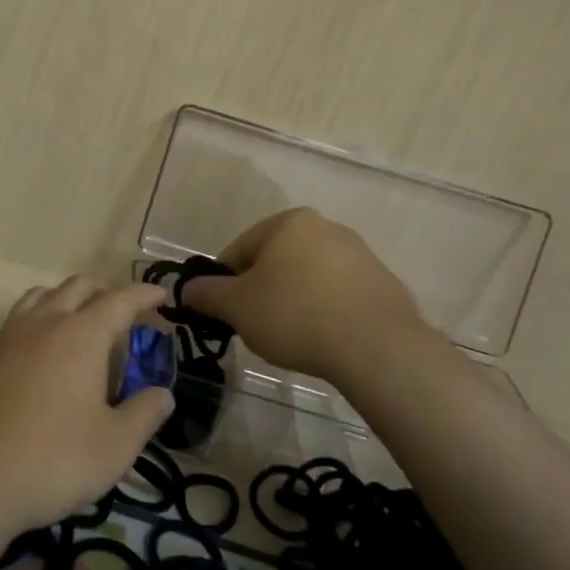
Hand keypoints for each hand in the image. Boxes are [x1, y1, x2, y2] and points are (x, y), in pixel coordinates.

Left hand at [0, 277, 174, 542]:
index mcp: (80, 335)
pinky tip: (34, 365)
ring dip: (64, 302)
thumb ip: (144, 415)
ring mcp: (4, 338)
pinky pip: (12, 327)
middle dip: (104, 293)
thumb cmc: (50, 461)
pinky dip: (34, 329)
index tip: (160, 296)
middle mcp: (42, 324)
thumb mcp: (114, 448)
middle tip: (121, 316)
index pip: (119, 300)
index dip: (143, 295)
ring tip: (77, 328)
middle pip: (76, 288)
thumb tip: (163, 394)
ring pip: (39, 298)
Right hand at [182, 208, 440, 386]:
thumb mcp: (237, 307)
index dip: (224, 282)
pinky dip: (325, 312)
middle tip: (255, 326)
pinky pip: (339, 295)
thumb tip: (186, 290)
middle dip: (261, 291)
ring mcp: (360, 254)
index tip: (224, 313)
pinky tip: (324, 339)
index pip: (240, 249)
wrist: (378, 347)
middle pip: (275, 260)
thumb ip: (207, 294)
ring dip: (293, 301)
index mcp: (288, 222)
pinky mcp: (384, 284)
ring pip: (308, 277)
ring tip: (291, 337)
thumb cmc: (295, 315)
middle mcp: (325, 227)